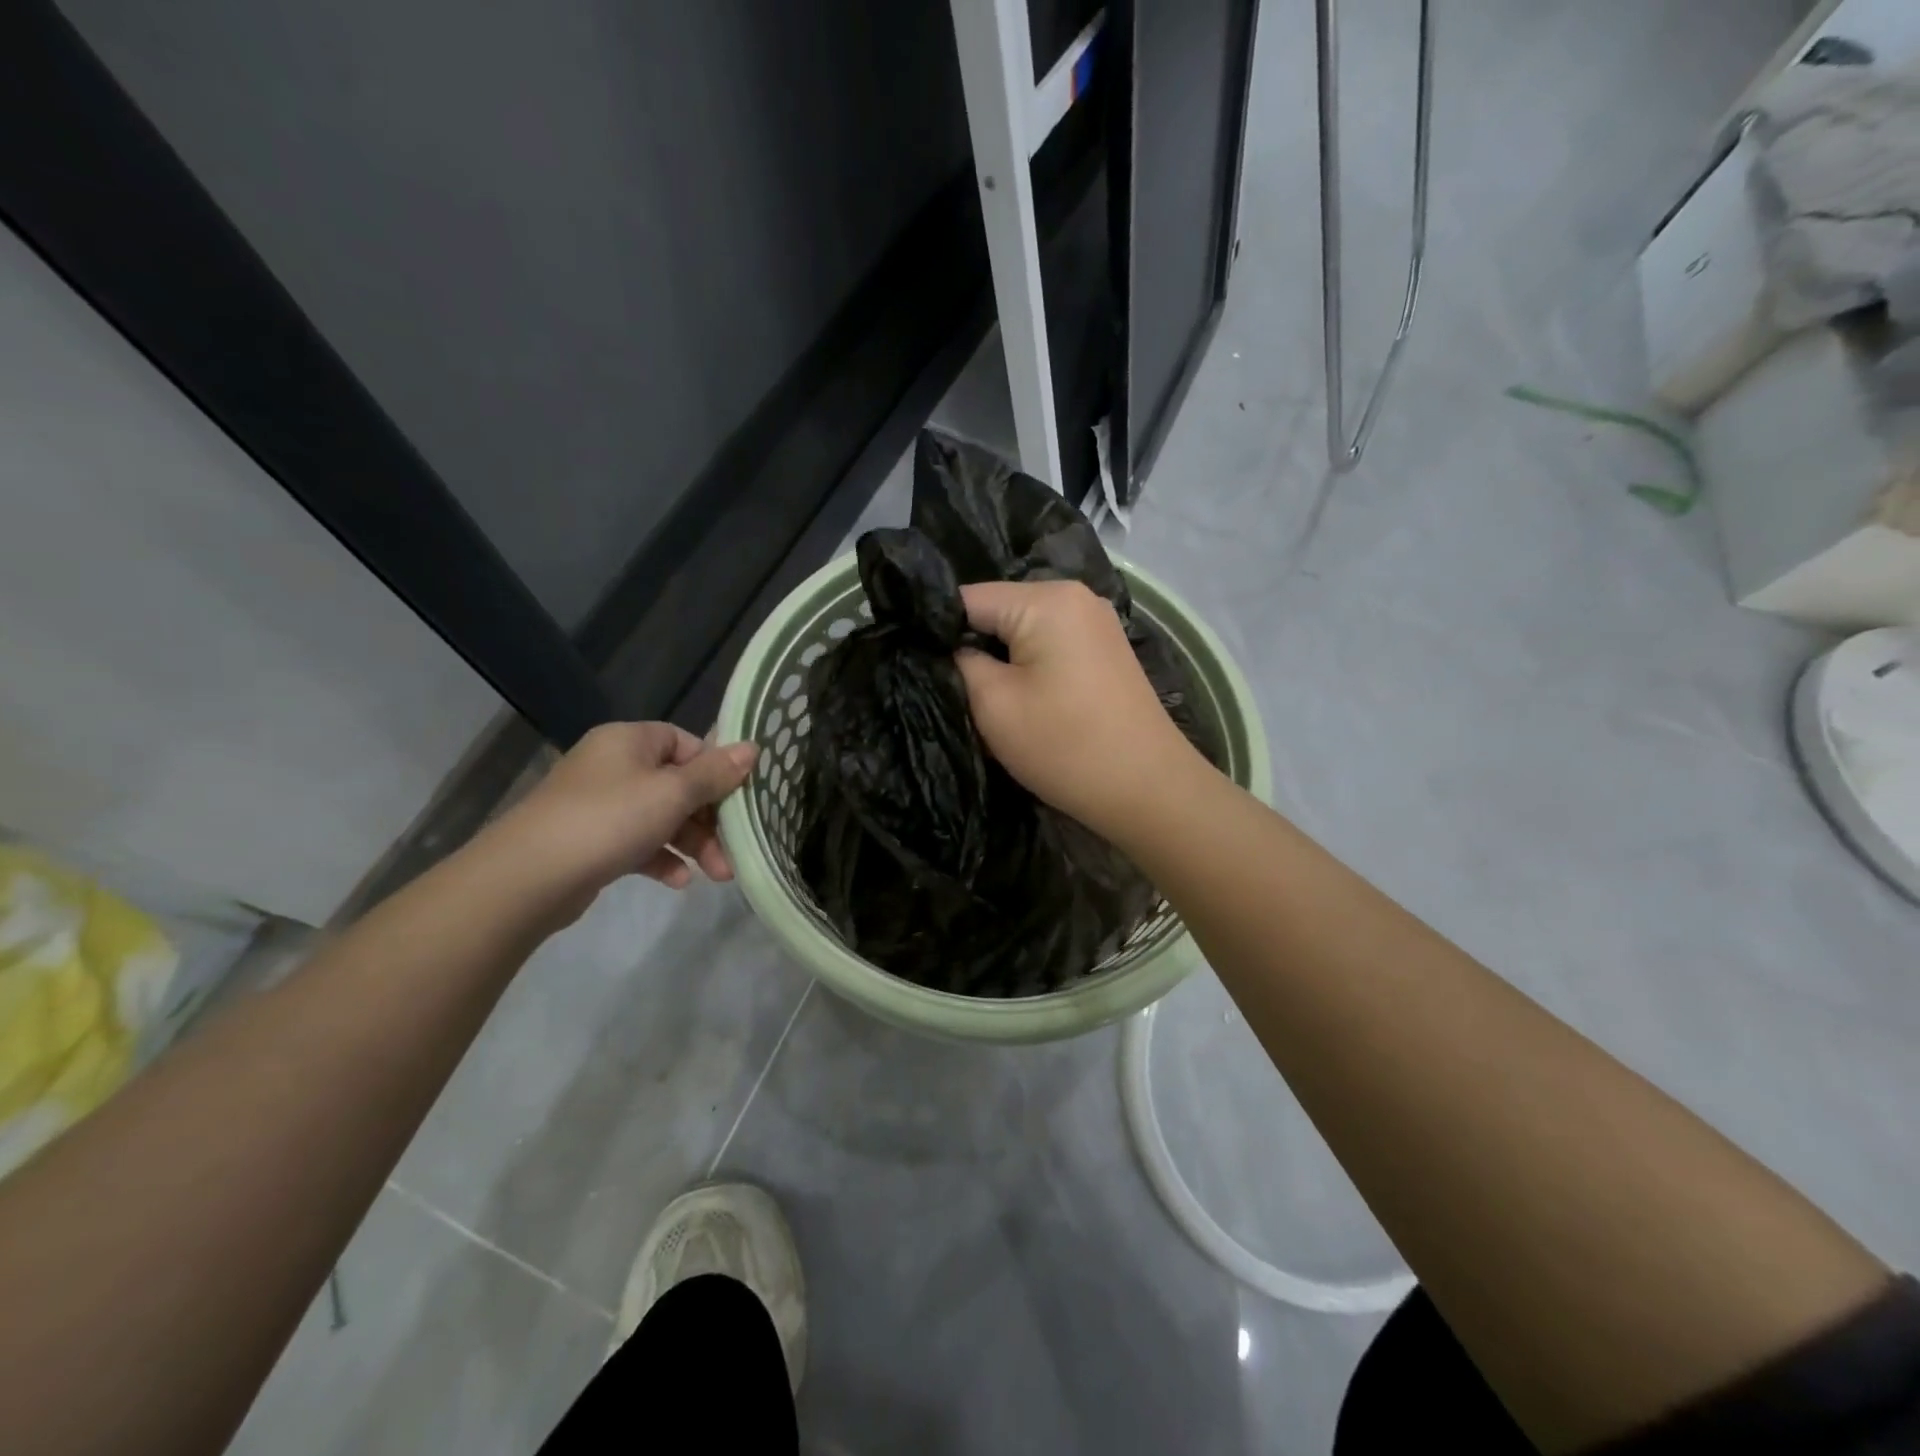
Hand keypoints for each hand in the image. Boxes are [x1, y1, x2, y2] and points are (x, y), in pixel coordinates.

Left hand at [478, 721, 756, 922]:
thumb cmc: (609, 820)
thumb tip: (753, 748)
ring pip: (662, 817)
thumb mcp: (672, 793)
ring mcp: (601, 804)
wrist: (528, 877)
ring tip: (717, 876)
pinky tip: (678, 882)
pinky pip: (639, 842)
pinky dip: (662, 858)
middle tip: (734, 849)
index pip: (686, 743)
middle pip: (678, 784)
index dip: (716, 769)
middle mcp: (614, 765)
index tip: (740, 799)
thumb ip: (715, 773)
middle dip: (711, 819)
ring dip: (693, 843)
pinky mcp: (593, 841)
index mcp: (630, 740)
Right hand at [956, 580, 1205, 837]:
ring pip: (1023, 630)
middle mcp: (1075, 595)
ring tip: (985, 698)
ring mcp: (1096, 621)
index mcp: (1046, 598)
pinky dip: (1029, 666)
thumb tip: (952, 648)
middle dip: (971, 646)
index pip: (967, 598)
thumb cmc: (1065, 746)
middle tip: (950, 688)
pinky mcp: (1105, 649)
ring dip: (1001, 660)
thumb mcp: (993, 705)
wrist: (1147, 788)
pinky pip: (1050, 644)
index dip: (935, 631)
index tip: (916, 664)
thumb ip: (961, 663)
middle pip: (998, 610)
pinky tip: (1024, 699)